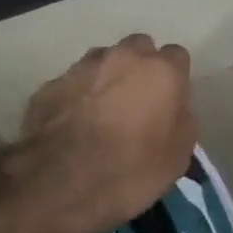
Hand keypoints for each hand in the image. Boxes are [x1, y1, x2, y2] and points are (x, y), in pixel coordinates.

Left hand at [0, 35, 198, 232]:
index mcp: (161, 70)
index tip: (170, 103)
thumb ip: (182, 121)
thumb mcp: (178, 157)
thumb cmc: (130, 170)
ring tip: (101, 113)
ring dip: (106, 78)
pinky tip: (73, 125)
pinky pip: (72, 84)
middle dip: (140, 68)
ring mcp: (82, 67)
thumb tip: (176, 110)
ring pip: (102, 61)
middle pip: (138, 48)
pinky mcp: (49, 85)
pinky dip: (76, 97)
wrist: (58, 184)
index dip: (174, 79)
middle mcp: (123, 57)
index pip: (177, 56)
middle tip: (137, 102)